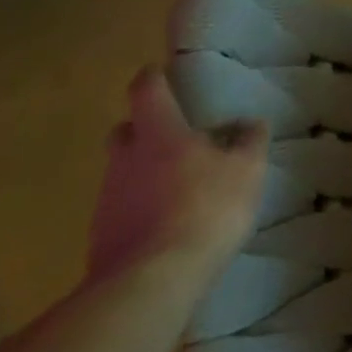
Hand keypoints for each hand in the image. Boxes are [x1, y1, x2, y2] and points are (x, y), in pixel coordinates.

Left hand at [87, 67, 268, 289]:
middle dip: (144, 127)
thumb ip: (249, 142)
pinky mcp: (103, 235)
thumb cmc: (207, 207)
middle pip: (125, 132)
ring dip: (146, 169)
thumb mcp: (247, 169)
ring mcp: (108, 199)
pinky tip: (169, 219)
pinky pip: (124, 206)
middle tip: (174, 132)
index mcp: (160, 135)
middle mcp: (125, 160)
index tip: (159, 71)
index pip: (147, 92)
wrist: (152, 280)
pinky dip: (143, 204)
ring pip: (123, 171)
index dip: (153, 78)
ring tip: (181, 182)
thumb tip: (249, 123)